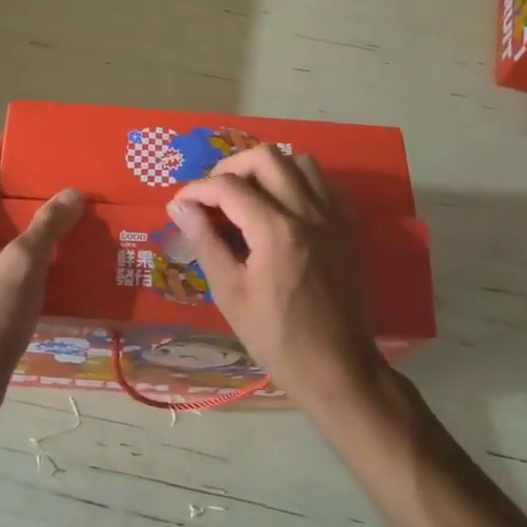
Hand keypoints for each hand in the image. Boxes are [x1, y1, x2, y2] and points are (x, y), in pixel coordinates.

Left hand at [0, 136, 82, 386]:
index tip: (29, 134)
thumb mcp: (22, 266)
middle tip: (63, 173)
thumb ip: (47, 226)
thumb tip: (71, 193)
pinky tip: (59, 254)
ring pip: (1, 232)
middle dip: (25, 186)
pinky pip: (6, 258)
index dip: (2, 151)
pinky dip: (29, 249)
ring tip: (68, 209)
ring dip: (31, 220)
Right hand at [166, 146, 386, 410]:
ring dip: (268, 169)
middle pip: (266, 157)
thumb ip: (205, 242)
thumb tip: (179, 206)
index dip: (197, 189)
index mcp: (277, 231)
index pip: (229, 186)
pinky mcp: (348, 226)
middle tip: (214, 193)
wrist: (338, 369)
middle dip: (232, 167)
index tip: (180, 204)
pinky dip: (298, 181)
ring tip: (248, 195)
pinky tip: (282, 206)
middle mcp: (309, 212)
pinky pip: (324, 183)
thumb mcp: (230, 294)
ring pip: (300, 162)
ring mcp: (334, 216)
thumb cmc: (277, 338)